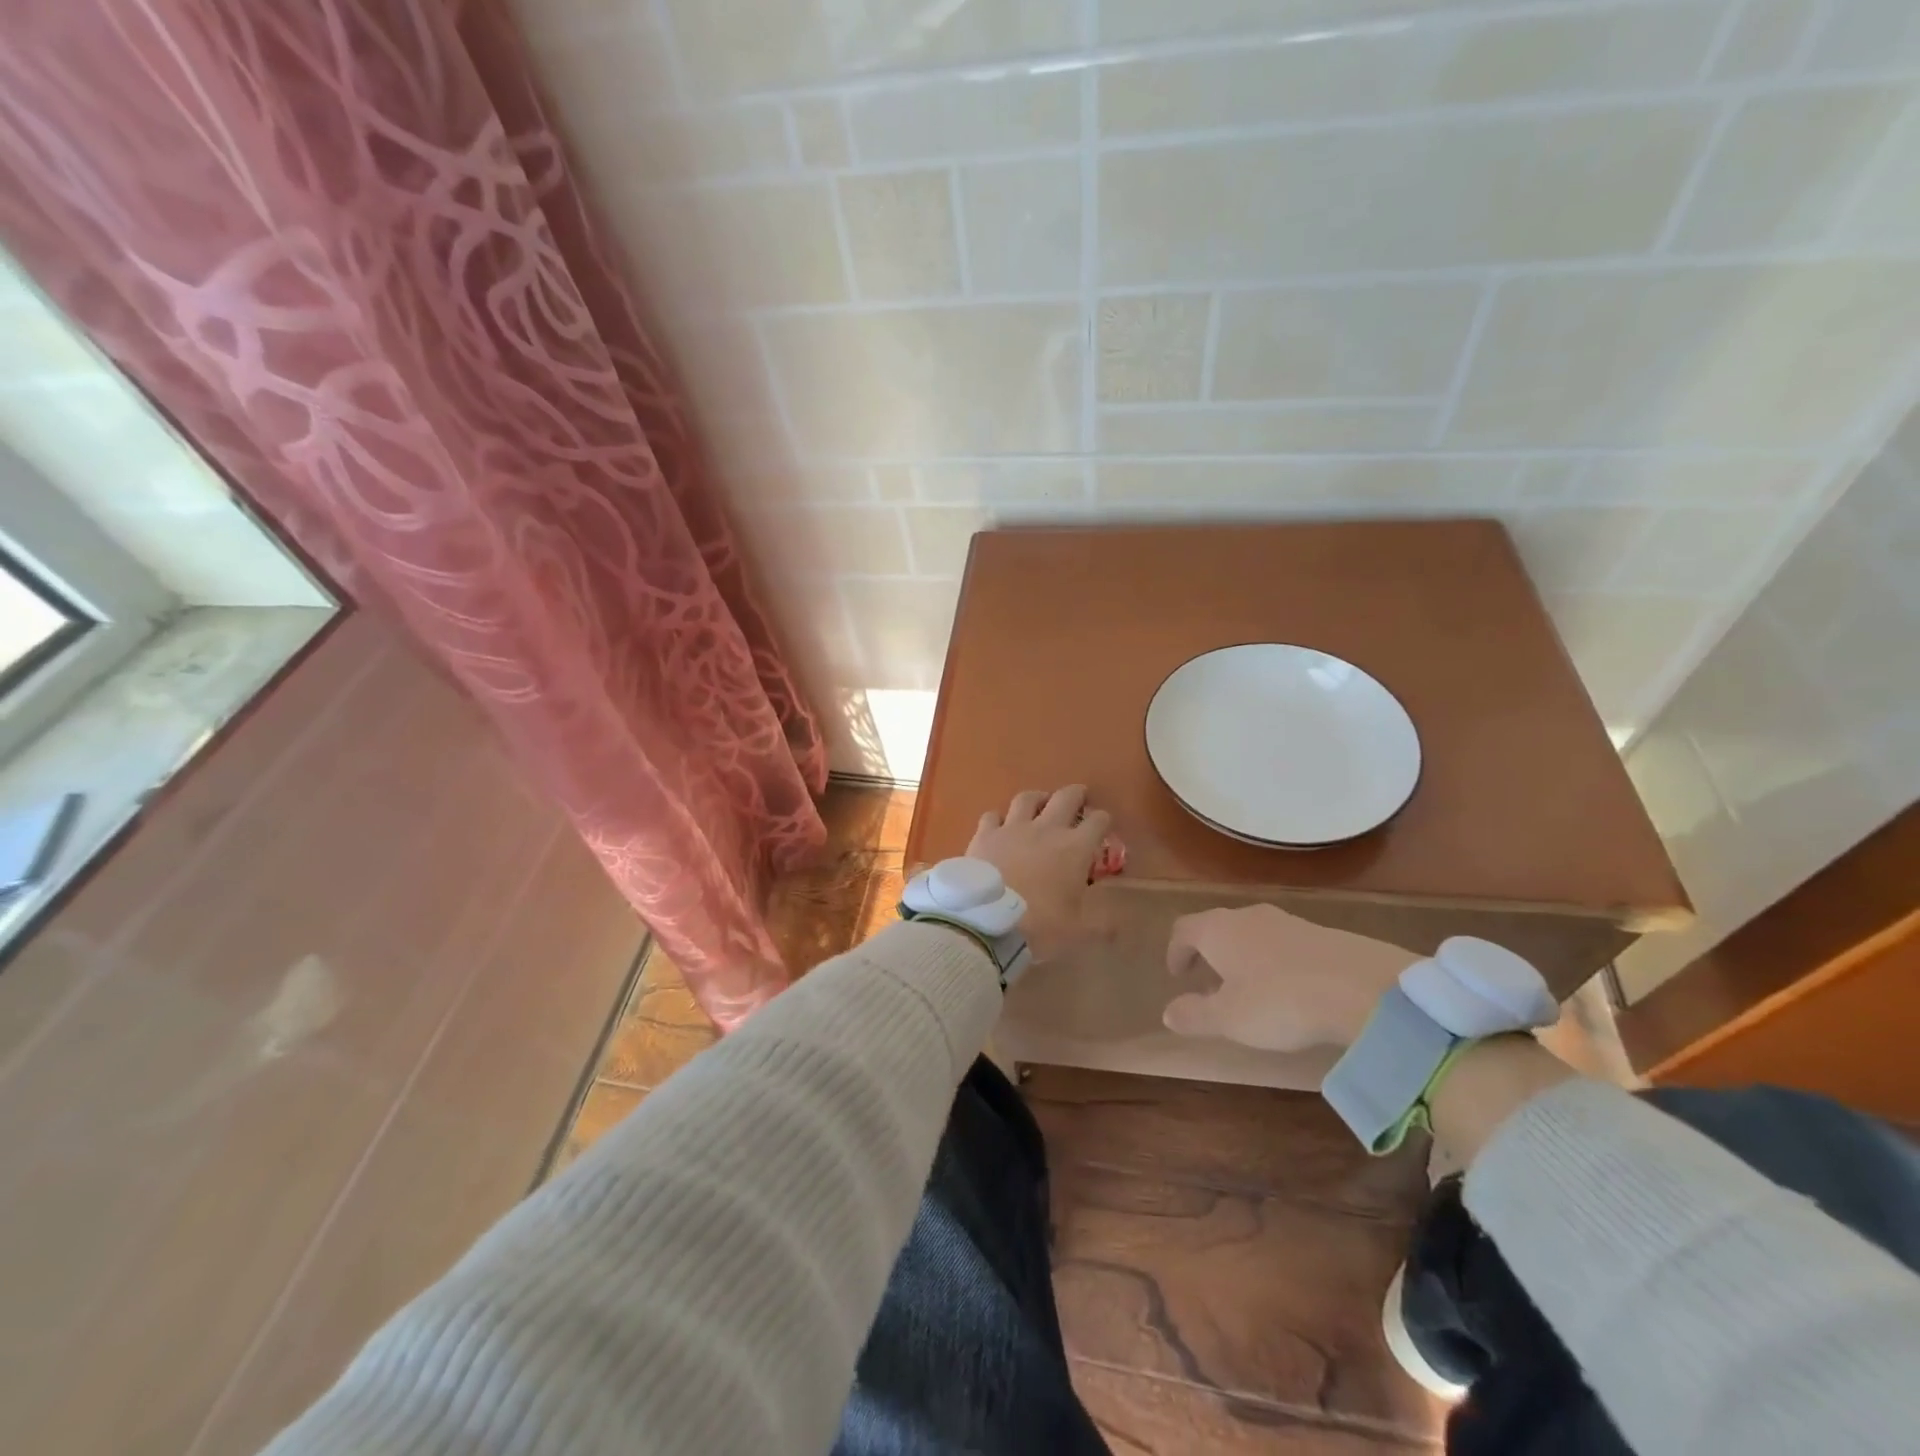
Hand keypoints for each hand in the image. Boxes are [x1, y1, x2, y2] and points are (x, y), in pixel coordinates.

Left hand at [967, 786, 1110, 962]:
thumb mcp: (1079, 933)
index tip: (1103, 825)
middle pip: (1065, 798)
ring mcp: (1013, 828)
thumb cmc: (1041, 926)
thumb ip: (1102, 927)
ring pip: (1027, 798)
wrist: (988, 922)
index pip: (1098, 822)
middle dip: (1076, 794)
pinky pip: (992, 816)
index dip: (1103, 821)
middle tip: (1079, 796)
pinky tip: (999, 825)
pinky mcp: (985, 834)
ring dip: (1038, 798)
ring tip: (1040, 802)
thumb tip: (1119, 929)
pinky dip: (998, 818)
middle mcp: (1046, 829)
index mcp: (1075, 848)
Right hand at [1162, 905, 1418, 1052]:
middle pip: (1217, 927)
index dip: (1176, 951)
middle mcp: (1247, 916)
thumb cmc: (1280, 1001)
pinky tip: (1290, 988)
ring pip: (1252, 934)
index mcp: (1217, 930)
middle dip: (1209, 953)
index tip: (1177, 975)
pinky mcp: (1321, 933)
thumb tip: (1168, 1013)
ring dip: (1243, 956)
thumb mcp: (1230, 1019)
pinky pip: (1284, 943)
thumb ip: (1195, 1015)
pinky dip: (1274, 961)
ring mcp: (1287, 921)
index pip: (1183, 929)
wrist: (1363, 987)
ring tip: (1250, 989)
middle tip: (1210, 983)